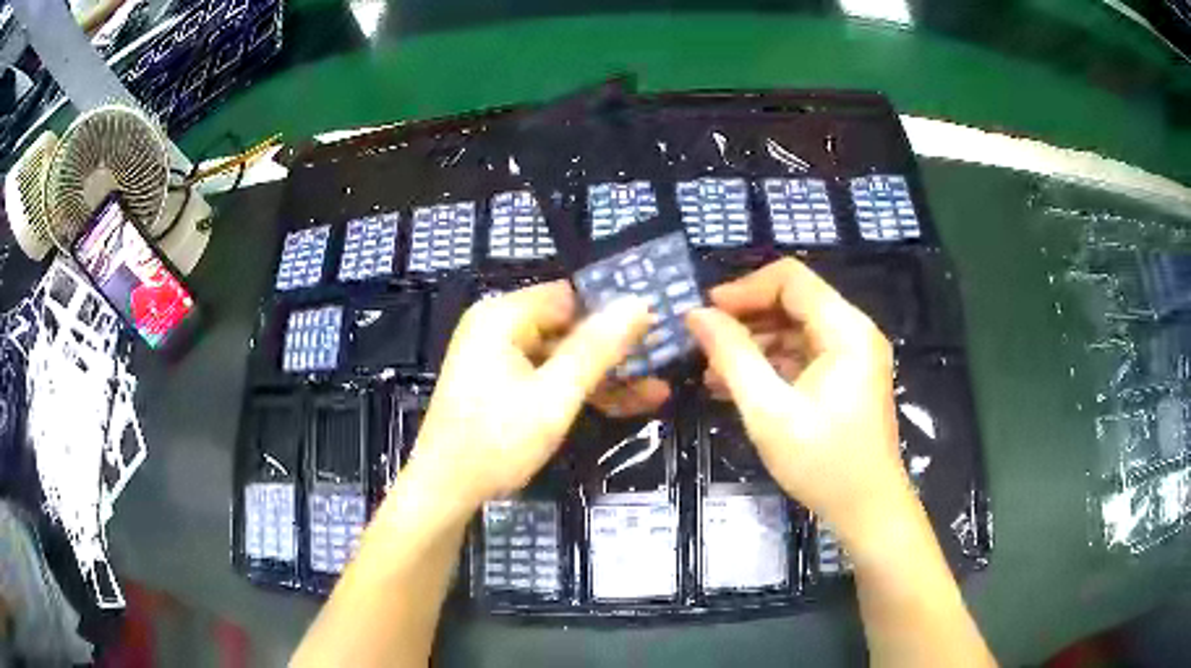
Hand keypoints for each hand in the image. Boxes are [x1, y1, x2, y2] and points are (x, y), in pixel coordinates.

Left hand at [406, 281, 651, 513]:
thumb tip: (640, 301)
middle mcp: (499, 328)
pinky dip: (580, 391)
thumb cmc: (496, 441)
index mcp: (503, 316)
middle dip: (615, 351)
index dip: (614, 311)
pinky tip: (625, 404)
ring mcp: (499, 358)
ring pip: (564, 357)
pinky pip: (549, 378)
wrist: (445, 492)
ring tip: (657, 391)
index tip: (657, 328)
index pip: (572, 296)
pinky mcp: (503, 385)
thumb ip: (597, 348)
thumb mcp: (554, 396)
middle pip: (569, 327)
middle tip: (664, 362)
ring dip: (605, 376)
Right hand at [685, 258, 907, 531]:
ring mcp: (852, 356)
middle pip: (793, 302)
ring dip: (753, 344)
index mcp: (846, 330)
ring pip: (795, 329)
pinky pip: (803, 356)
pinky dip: (770, 365)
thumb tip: (696, 315)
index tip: (705, 313)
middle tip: (702, 342)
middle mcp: (853, 332)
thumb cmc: (822, 463)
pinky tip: (735, 385)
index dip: (744, 289)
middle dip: (745, 318)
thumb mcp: (769, 411)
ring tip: (710, 369)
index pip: (791, 279)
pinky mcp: (845, 378)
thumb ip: (732, 357)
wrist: (866, 510)